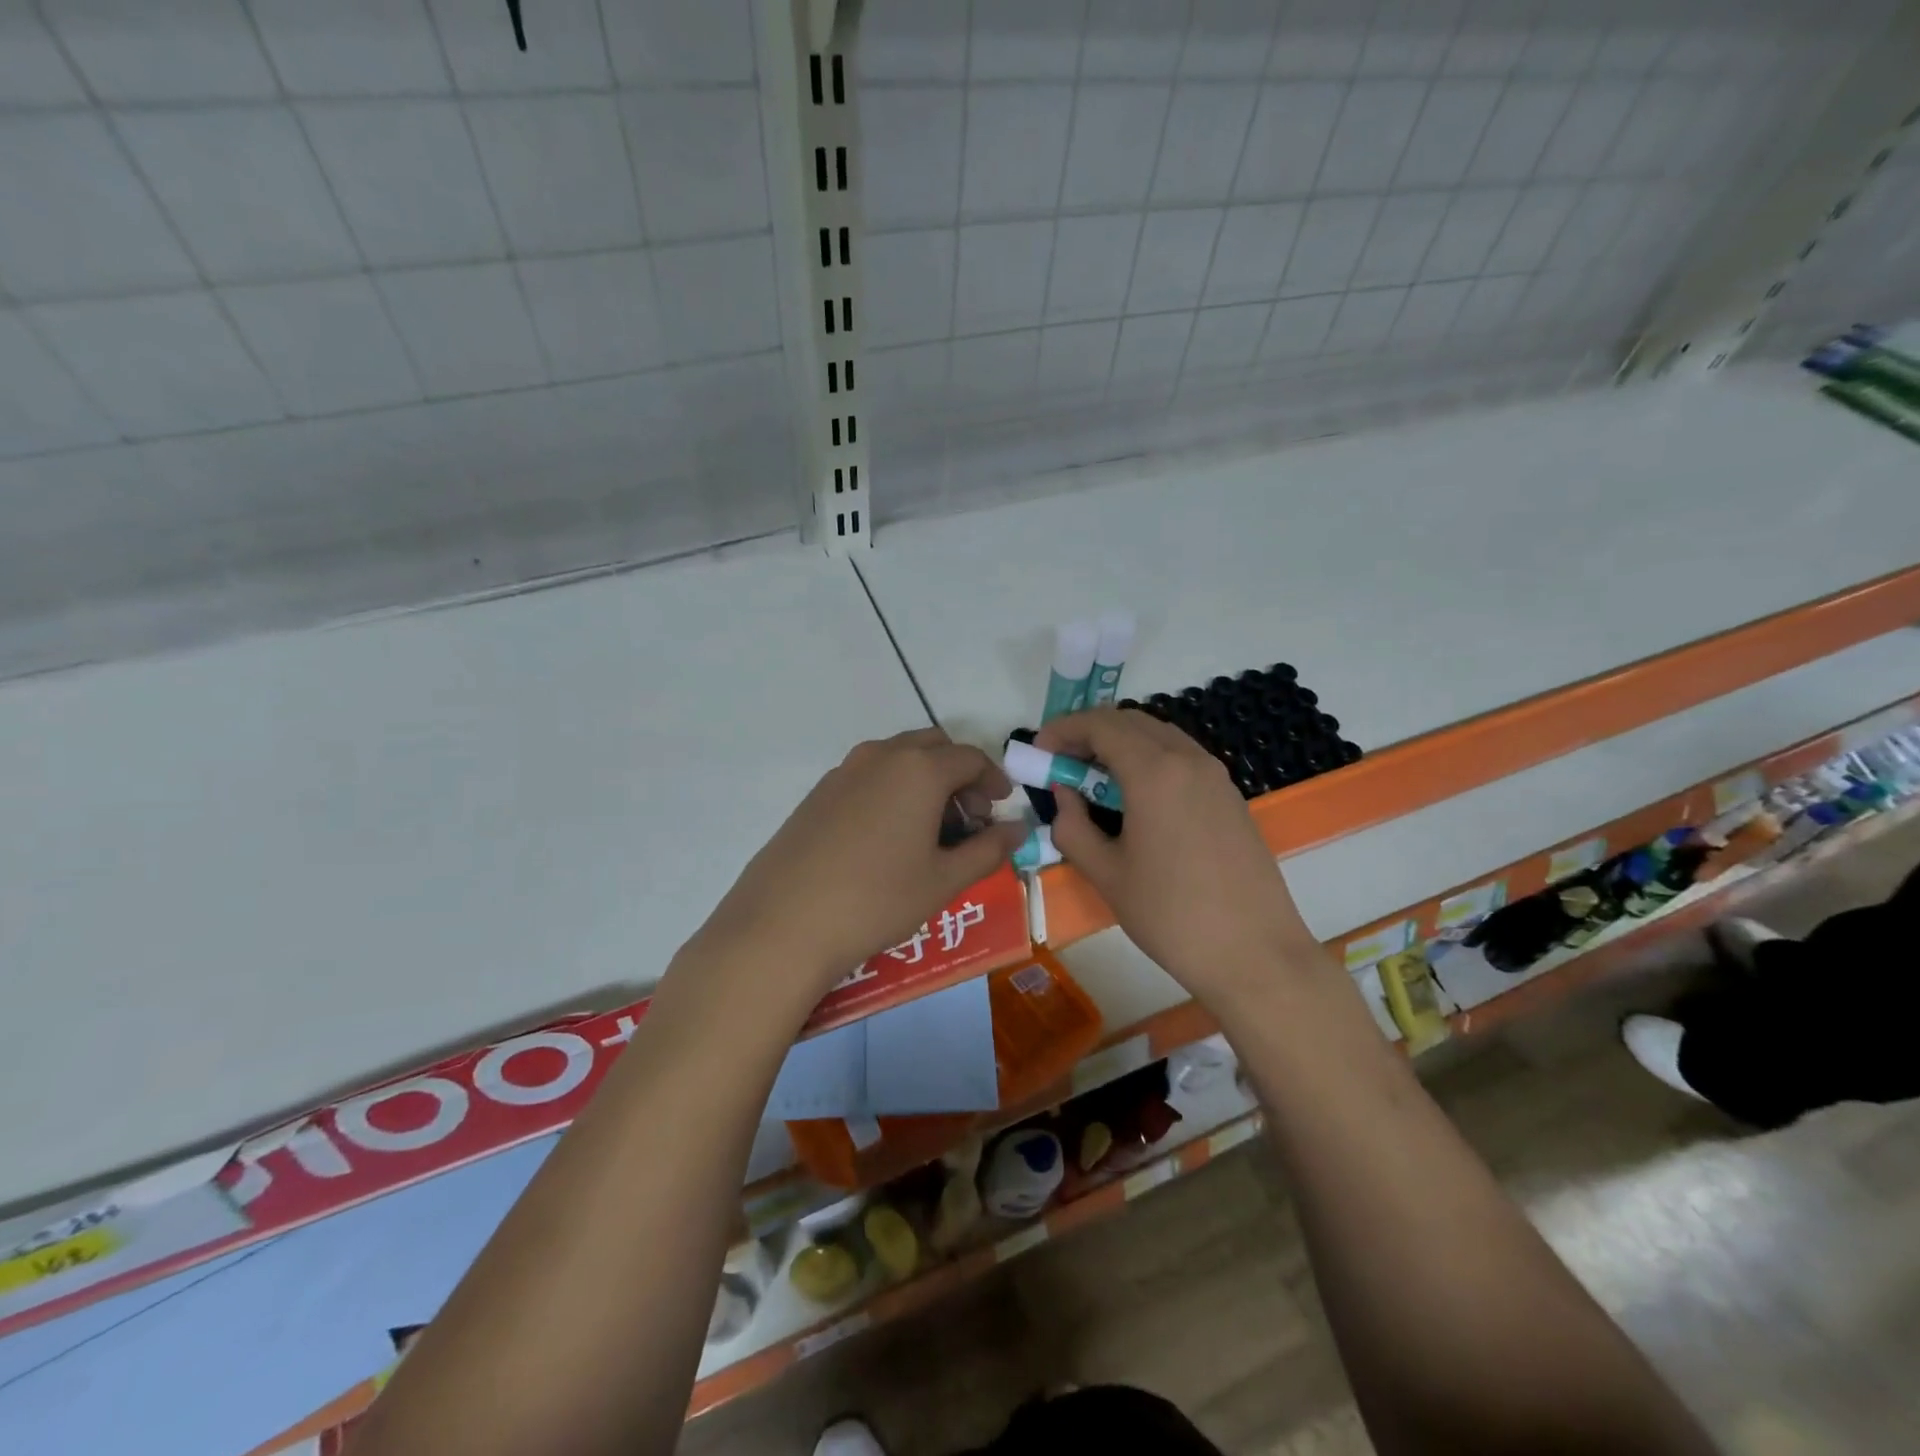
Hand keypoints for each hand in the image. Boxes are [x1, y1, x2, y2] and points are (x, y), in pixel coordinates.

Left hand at [684, 728, 1027, 1001]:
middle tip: (967, 818)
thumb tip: (1019, 829)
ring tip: (929, 831)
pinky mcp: (818, 793)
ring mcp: (843, 771)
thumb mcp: (944, 880)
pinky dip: (891, 790)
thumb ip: (988, 849)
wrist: (784, 922)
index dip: (993, 779)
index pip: (970, 757)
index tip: (1000, 806)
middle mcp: (881, 756)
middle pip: (933, 746)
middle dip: (958, 774)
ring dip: (924, 781)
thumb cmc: (878, 899)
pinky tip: (887, 838)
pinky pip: (868, 776)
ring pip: (897, 758)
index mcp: (918, 768)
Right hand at [1035, 708, 1316, 996]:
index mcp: (1155, 772)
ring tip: (1093, 781)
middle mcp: (1189, 760)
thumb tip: (1064, 795)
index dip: (1063, 730)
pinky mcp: (1230, 797)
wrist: (1255, 954)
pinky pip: (1182, 759)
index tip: (1039, 751)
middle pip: (1131, 722)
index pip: (1101, 725)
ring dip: (1121, 745)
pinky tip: (1135, 799)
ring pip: (1159, 737)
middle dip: (1090, 733)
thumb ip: (1072, 827)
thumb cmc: (1171, 915)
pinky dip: (1149, 761)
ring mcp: (1216, 777)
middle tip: (1062, 764)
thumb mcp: (1106, 874)